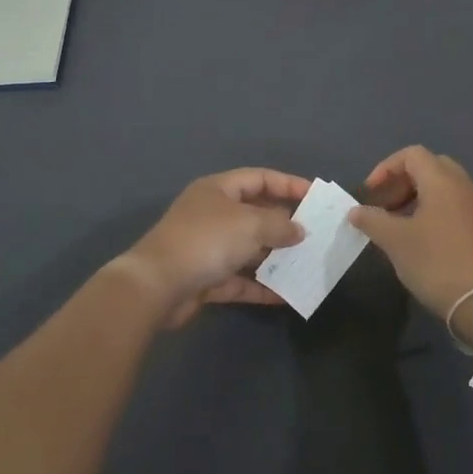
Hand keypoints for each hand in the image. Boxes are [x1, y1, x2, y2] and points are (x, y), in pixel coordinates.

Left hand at [113, 168, 308, 327]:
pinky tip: (287, 295)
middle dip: (285, 224)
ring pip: (249, 249)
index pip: (259, 178)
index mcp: (218, 190)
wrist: (156, 287)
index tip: (316, 196)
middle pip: (255, 214)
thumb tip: (299, 230)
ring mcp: (208, 248)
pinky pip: (241, 280)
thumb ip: (280, 225)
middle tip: (316, 233)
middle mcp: (213, 215)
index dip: (288, 184)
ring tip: (307, 263)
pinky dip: (262, 286)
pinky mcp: (206, 279)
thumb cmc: (206, 241)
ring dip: (276, 257)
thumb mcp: (250, 224)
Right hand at [348, 146, 472, 317]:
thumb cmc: (437, 262)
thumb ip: (372, 220)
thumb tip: (356, 211)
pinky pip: (454, 208)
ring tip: (398, 228)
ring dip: (417, 200)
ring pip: (443, 189)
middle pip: (430, 167)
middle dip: (402, 183)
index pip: (412, 155)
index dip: (386, 168)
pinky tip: (421, 242)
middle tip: (385, 207)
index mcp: (443, 180)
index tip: (371, 194)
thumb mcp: (395, 241)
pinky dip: (433, 214)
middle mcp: (464, 186)